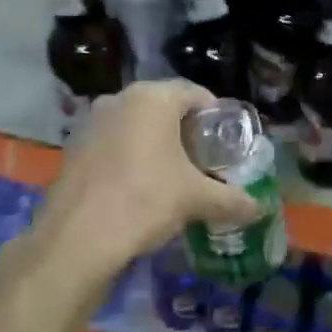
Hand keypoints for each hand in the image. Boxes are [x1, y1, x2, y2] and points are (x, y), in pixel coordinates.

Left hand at [29, 81, 262, 283]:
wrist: (78, 238)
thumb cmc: (145, 201)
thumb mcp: (196, 199)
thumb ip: (232, 200)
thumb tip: (259, 208)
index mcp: (152, 99)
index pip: (195, 93)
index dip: (215, 116)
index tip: (226, 143)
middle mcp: (118, 99)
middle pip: (163, 107)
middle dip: (185, 131)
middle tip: (203, 161)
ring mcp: (90, 122)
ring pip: (134, 125)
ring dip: (155, 143)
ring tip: (172, 176)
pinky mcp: (73, 147)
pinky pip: (112, 143)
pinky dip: (128, 156)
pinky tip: (137, 187)